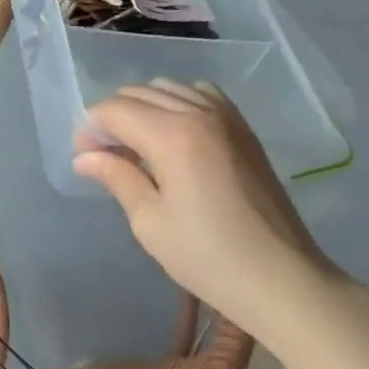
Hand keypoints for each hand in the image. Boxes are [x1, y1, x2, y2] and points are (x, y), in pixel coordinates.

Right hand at [73, 80, 341, 339]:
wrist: (284, 280)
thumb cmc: (209, 257)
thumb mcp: (150, 222)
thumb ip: (117, 177)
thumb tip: (84, 157)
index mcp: (172, 136)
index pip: (114, 110)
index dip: (91, 129)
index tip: (85, 158)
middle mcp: (198, 114)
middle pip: (138, 93)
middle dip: (113, 117)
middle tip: (106, 155)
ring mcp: (226, 117)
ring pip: (168, 88)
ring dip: (143, 107)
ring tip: (138, 145)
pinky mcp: (244, 129)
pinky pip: (201, 94)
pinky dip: (178, 103)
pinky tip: (174, 134)